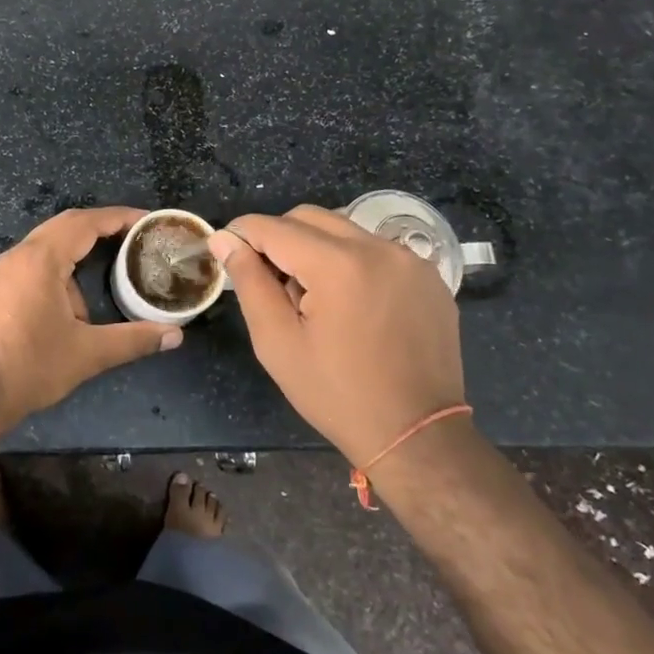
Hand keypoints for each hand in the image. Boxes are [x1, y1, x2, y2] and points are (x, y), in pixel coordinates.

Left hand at [0, 207, 182, 432]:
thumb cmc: (31, 367)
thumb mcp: (88, 353)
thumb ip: (134, 339)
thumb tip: (176, 336)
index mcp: (40, 259)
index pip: (85, 223)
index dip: (118, 217)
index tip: (144, 220)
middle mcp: (16, 256)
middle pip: (63, 227)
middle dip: (97, 230)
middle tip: (129, 240)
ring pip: (43, 249)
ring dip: (72, 260)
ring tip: (95, 291)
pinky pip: (26, 266)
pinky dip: (52, 274)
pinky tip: (62, 309)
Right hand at [207, 206, 464, 466]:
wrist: (418, 436)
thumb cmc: (337, 394)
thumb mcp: (278, 342)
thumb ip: (249, 282)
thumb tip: (224, 240)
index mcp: (339, 265)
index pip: (275, 228)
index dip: (242, 233)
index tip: (225, 249)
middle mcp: (378, 248)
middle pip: (309, 217)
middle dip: (279, 238)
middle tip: (269, 280)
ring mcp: (410, 260)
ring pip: (343, 229)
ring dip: (315, 248)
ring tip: (311, 297)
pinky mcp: (428, 276)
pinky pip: (375, 250)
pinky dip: (351, 261)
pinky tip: (349, 303)